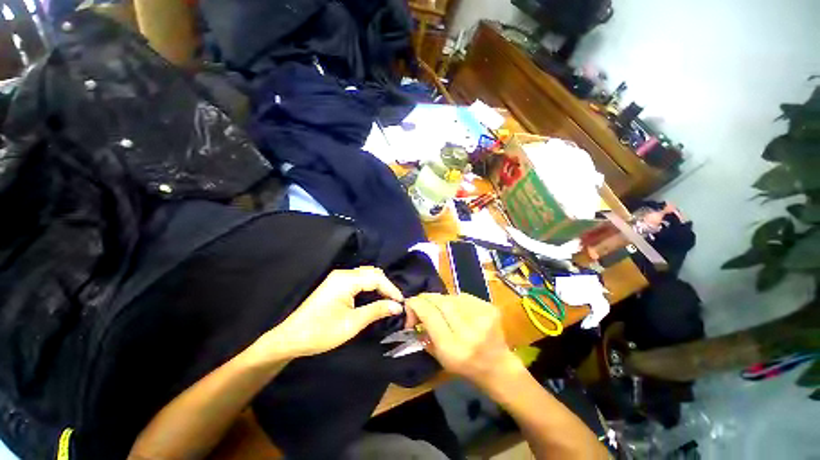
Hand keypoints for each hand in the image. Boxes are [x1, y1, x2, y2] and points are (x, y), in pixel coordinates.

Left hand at [249, 267, 404, 362]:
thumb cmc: (322, 332)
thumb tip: (397, 306)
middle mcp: (343, 274)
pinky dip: (369, 287)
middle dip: (386, 286)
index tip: (402, 303)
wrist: (291, 339)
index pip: (376, 278)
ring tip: (388, 300)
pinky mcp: (335, 284)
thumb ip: (377, 310)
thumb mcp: (352, 323)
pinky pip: (358, 280)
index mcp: (346, 280)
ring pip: (366, 275)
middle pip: (372, 273)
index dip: (391, 289)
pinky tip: (374, 297)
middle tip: (396, 302)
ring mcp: (338, 278)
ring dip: (379, 286)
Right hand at [406, 293, 521, 388]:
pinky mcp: (490, 308)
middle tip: (423, 302)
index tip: (410, 303)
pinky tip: (458, 310)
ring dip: (442, 300)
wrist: (498, 367)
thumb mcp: (439, 357)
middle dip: (428, 299)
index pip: (430, 314)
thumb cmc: (466, 367)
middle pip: (441, 302)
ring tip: (442, 309)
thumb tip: (415, 311)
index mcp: (453, 348)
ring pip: (452, 297)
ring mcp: (482, 317)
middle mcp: (468, 331)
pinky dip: (456, 300)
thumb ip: (425, 333)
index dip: (417, 305)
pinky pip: (464, 296)